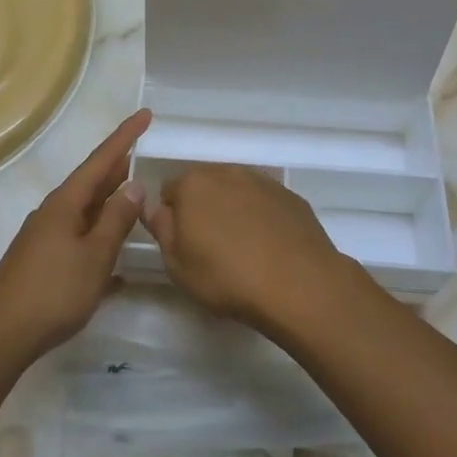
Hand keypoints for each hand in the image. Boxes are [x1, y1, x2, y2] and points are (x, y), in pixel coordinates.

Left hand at [0, 109, 150, 363]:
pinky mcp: (42, 265)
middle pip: (91, 183)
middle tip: (144, 154)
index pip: (101, 160)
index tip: (146, 114)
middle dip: (118, 169)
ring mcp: (45, 239)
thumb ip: (116, 220)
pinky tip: (117, 266)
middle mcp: (53, 214)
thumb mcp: (94, 255)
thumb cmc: (52, 292)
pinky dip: (100, 243)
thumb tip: (133, 185)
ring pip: (86, 213)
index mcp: (65, 203)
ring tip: (135, 200)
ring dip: (110, 206)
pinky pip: (79, 242)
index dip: (125, 137)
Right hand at [145, 165, 347, 332]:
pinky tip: (268, 245)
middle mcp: (227, 172)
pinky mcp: (290, 195)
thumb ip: (162, 230)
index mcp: (193, 185)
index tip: (182, 244)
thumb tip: (157, 209)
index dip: (172, 218)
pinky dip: (261, 216)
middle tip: (210, 247)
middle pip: (204, 186)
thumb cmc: (227, 278)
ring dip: (232, 209)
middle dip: (202, 208)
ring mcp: (262, 181)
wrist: (299, 284)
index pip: (169, 191)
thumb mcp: (178, 265)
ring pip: (236, 190)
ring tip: (242, 247)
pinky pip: (264, 201)